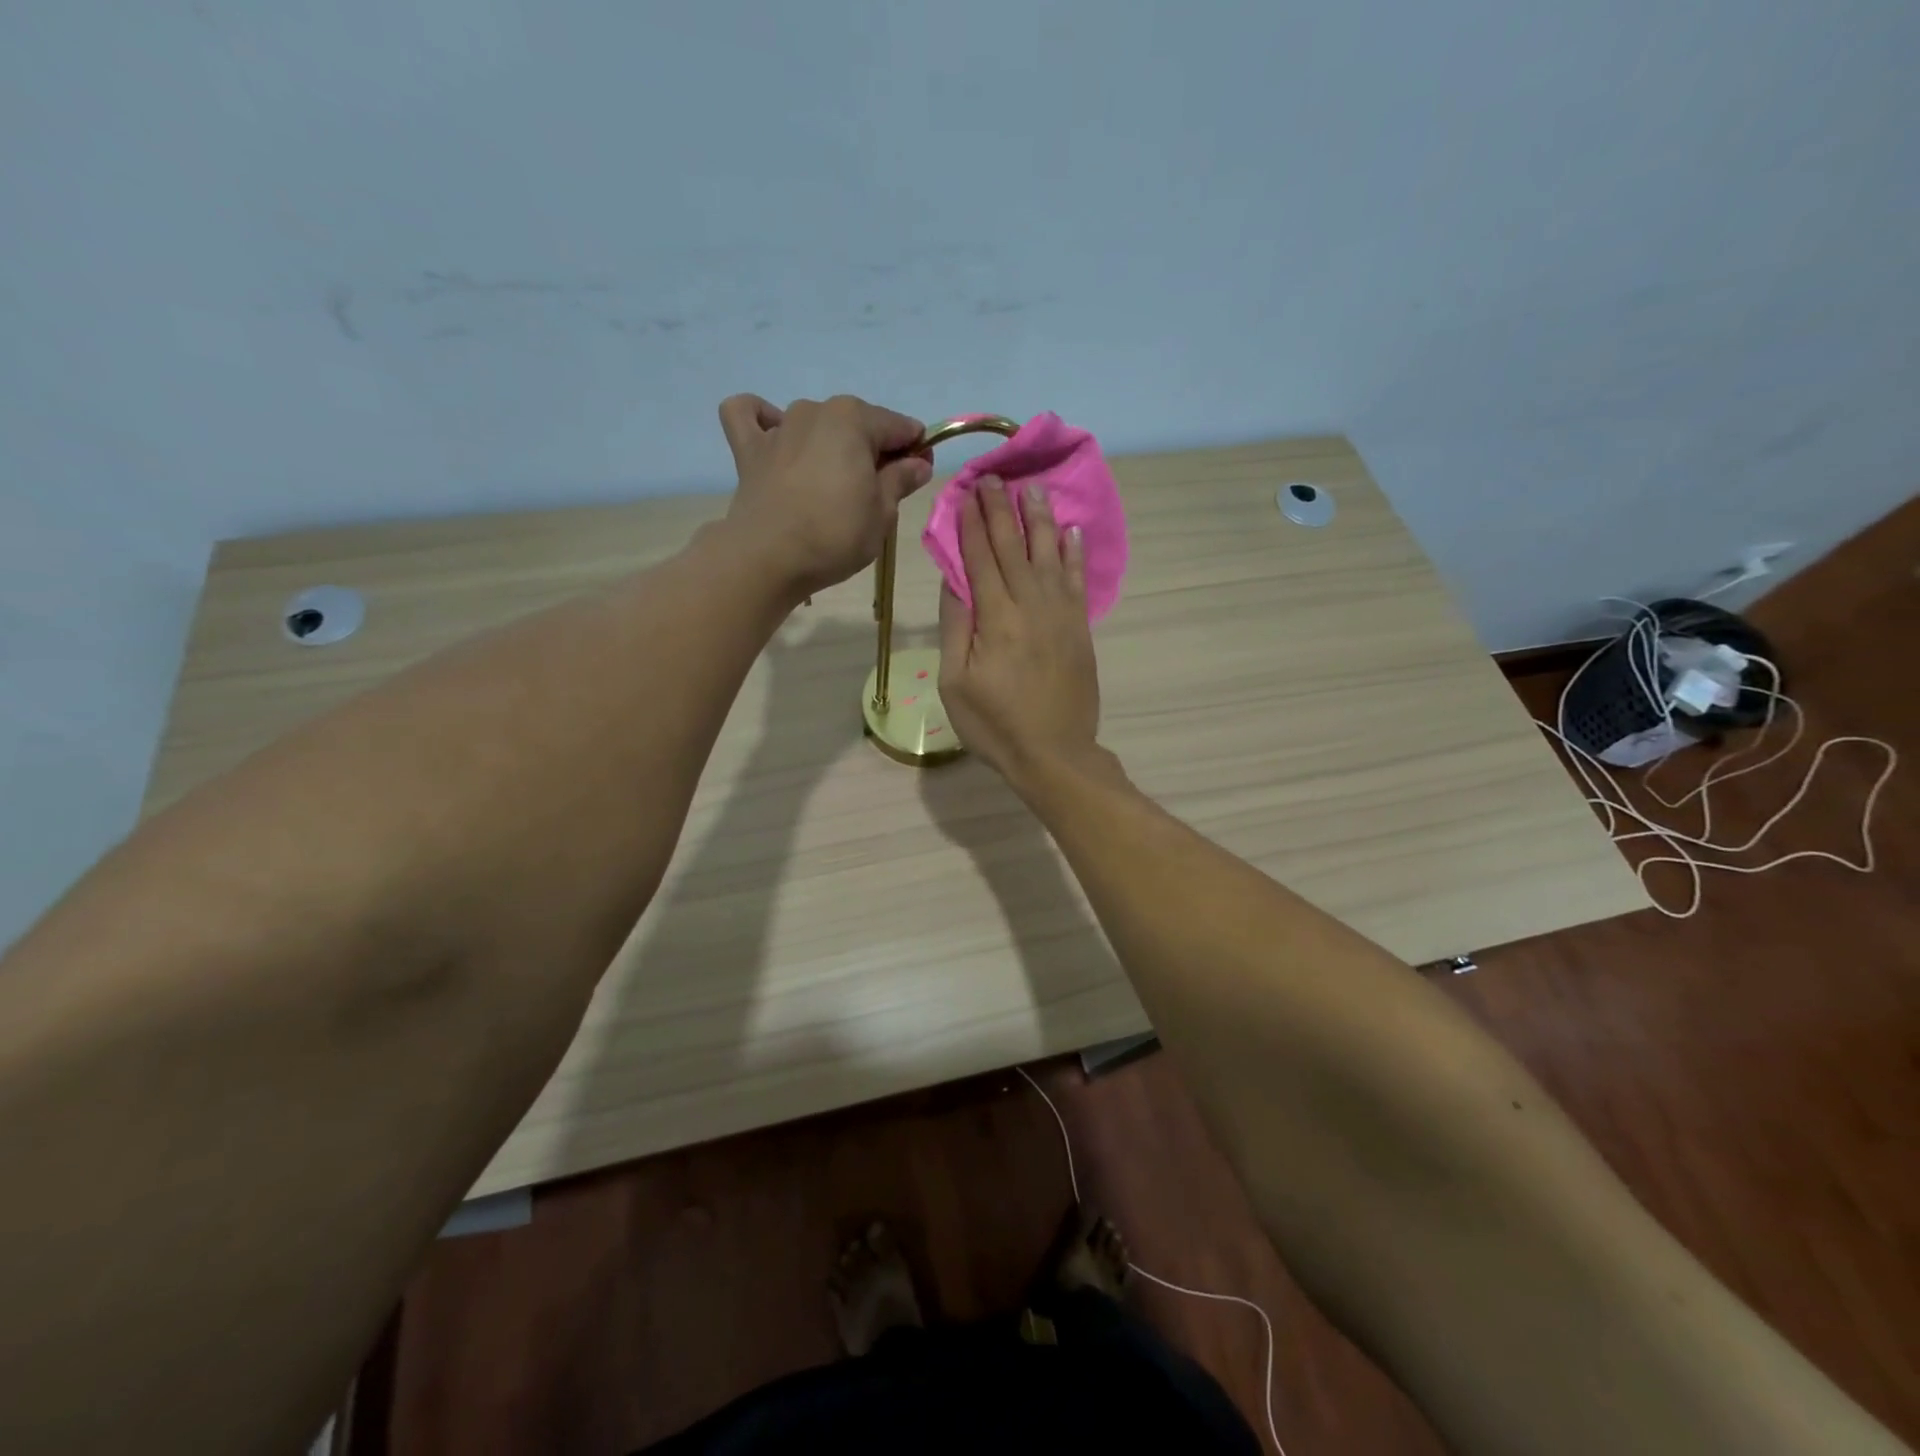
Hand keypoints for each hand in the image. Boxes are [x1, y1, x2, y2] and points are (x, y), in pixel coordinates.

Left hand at [717, 393, 931, 599]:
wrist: (769, 558)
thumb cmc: (835, 535)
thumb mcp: (882, 513)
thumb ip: (901, 480)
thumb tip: (918, 462)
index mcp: (854, 420)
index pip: (899, 427)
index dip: (915, 450)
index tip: (918, 475)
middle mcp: (816, 411)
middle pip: (856, 423)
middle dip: (872, 448)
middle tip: (878, 490)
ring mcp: (778, 427)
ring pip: (813, 421)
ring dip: (827, 441)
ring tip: (831, 480)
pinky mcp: (748, 449)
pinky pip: (748, 415)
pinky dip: (763, 420)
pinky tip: (774, 439)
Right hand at [938, 478, 1100, 788]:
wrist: (1054, 754)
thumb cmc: (995, 725)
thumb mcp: (956, 683)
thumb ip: (956, 627)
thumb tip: (954, 580)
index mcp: (995, 618)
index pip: (979, 558)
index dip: (971, 523)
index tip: (966, 493)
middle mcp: (1030, 605)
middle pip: (1013, 547)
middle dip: (1001, 510)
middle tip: (993, 477)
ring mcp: (1061, 615)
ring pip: (1049, 555)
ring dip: (1040, 519)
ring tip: (1033, 488)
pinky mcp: (1080, 629)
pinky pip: (1078, 581)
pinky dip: (1074, 554)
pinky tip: (1070, 532)